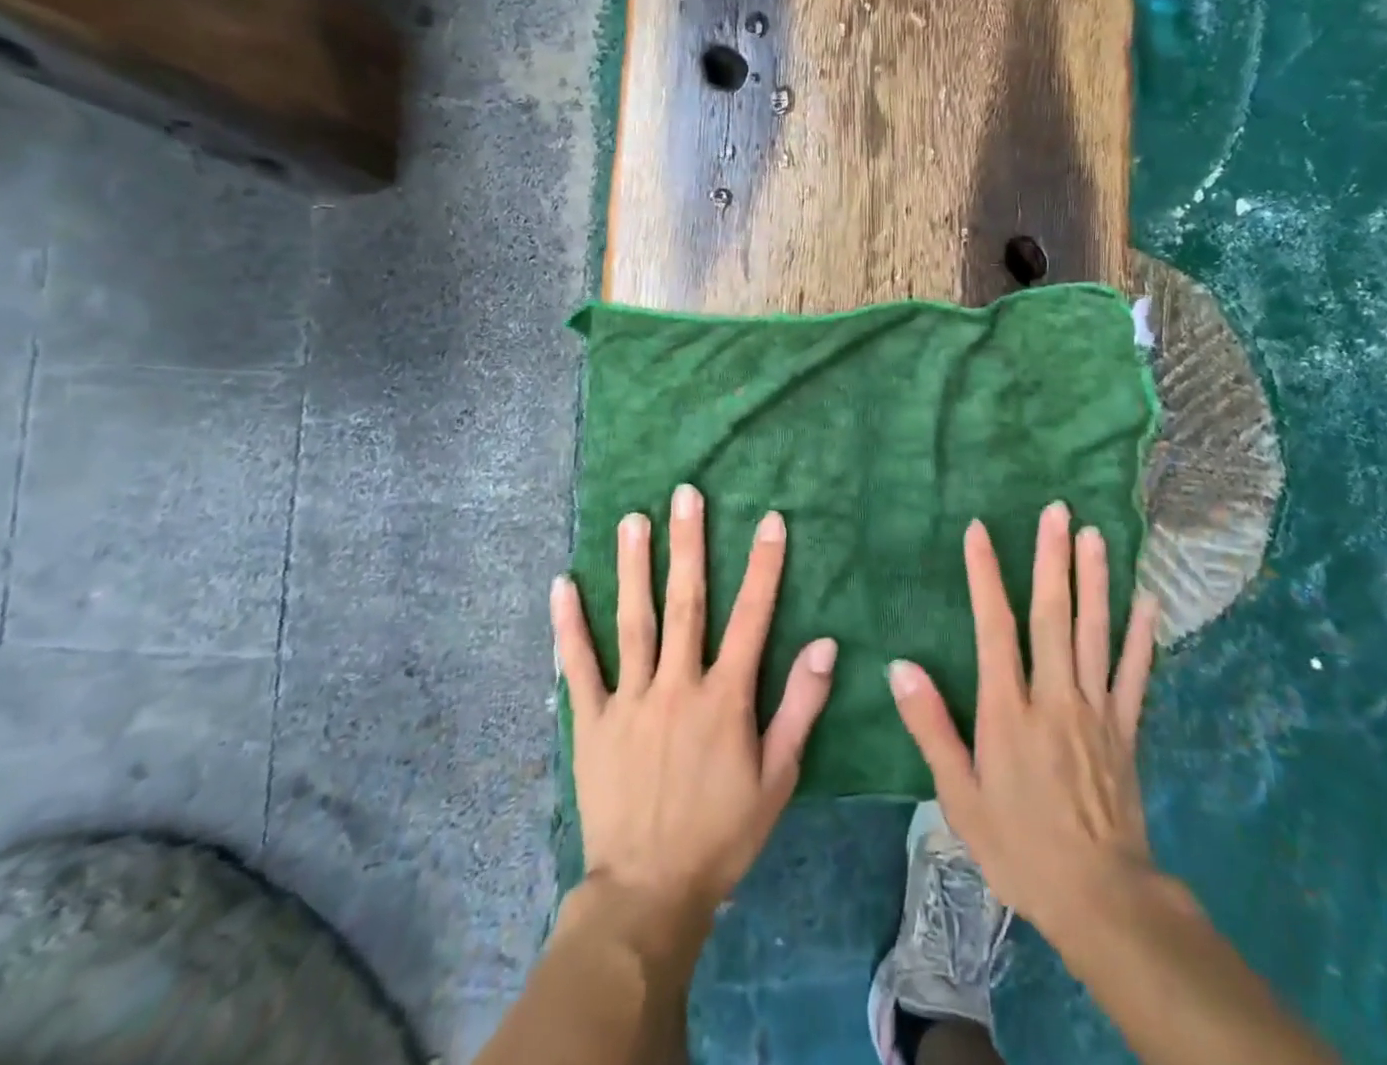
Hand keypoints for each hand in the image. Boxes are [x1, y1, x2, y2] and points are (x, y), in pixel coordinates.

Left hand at [552, 483, 837, 930]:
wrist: (649, 893)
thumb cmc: (723, 833)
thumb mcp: (777, 777)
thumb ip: (800, 707)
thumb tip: (824, 644)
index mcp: (725, 696)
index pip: (751, 617)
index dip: (763, 566)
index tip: (769, 520)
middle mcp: (677, 684)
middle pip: (685, 603)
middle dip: (688, 544)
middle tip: (686, 494)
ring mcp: (630, 700)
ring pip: (632, 621)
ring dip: (633, 568)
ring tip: (632, 520)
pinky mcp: (592, 721)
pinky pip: (579, 666)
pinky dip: (568, 626)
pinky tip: (562, 586)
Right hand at [888, 502, 1161, 948]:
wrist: (1100, 898)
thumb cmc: (1019, 846)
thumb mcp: (959, 796)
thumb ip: (931, 727)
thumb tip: (900, 668)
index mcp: (1009, 709)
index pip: (994, 627)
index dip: (986, 575)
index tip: (980, 530)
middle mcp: (1054, 695)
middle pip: (1051, 615)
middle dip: (1051, 559)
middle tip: (1056, 511)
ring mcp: (1096, 708)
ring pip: (1094, 631)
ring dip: (1094, 580)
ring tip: (1094, 535)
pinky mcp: (1126, 727)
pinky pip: (1136, 673)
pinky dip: (1143, 635)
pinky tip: (1149, 600)